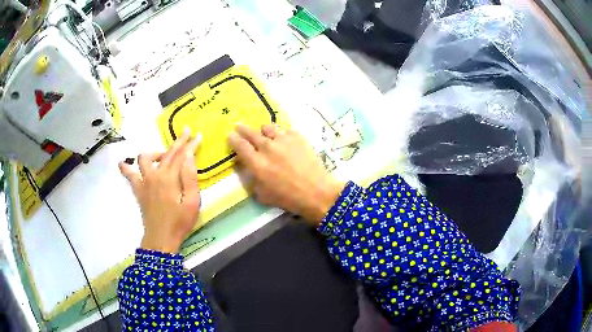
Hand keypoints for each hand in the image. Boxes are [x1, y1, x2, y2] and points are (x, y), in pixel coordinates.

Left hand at [119, 129, 201, 252]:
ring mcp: (144, 182)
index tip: (198, 135)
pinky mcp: (138, 191)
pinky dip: (126, 168)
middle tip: (186, 132)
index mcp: (169, 178)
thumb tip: (189, 156)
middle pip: (166, 153)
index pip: (181, 156)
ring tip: (162, 155)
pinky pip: (130, 176)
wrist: (161, 239)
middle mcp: (155, 175)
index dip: (190, 145)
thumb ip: (190, 178)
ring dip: (154, 153)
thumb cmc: (179, 223)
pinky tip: (123, 164)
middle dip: (178, 142)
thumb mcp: (192, 202)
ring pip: (144, 159)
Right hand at [229, 124, 344, 225]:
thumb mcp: (263, 195)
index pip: (240, 146)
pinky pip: (284, 130)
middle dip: (243, 129)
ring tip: (264, 134)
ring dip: (263, 131)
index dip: (233, 139)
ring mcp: (283, 140)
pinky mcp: (297, 137)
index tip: (230, 135)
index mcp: (257, 164)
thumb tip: (249, 168)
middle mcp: (268, 148)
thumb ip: (253, 180)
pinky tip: (283, 140)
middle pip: (251, 133)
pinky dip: (280, 134)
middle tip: (239, 126)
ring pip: (268, 127)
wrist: (317, 192)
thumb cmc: (289, 198)